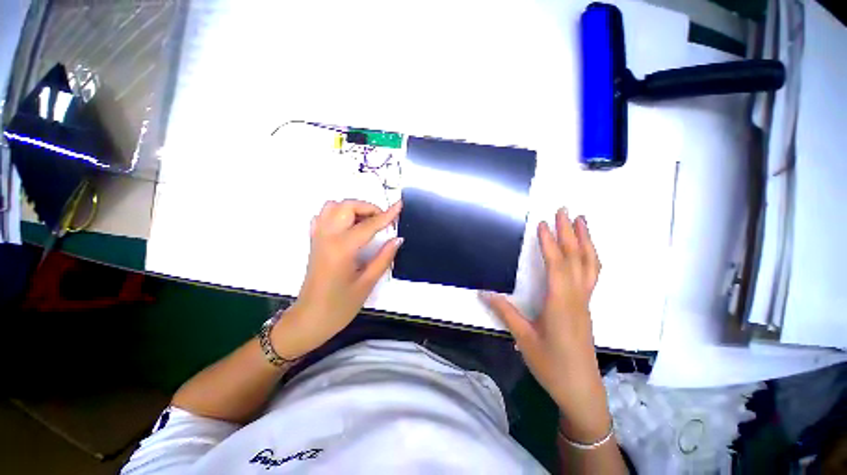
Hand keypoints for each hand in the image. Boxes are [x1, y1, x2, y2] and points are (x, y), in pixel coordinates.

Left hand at [272, 199, 402, 358]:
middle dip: (368, 208)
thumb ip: (384, 258)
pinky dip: (338, 214)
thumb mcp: (367, 283)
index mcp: (342, 249)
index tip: (400, 205)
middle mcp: (327, 237)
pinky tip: (349, 227)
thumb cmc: (339, 306)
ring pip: (332, 207)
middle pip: (346, 206)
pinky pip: (323, 216)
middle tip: (382, 221)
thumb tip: (397, 239)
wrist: (309, 319)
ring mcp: (318, 237)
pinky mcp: (314, 242)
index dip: (387, 215)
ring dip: (352, 209)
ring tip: (366, 223)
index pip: (369, 225)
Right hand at [483, 207, 610, 440]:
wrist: (581, 390)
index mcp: (561, 303)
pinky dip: (589, 257)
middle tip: (565, 210)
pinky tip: (585, 251)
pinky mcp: (586, 307)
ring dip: (585, 241)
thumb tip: (484, 292)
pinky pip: (591, 274)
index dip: (549, 242)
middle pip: (577, 259)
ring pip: (590, 265)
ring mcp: (585, 302)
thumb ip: (505, 312)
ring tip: (582, 221)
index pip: (557, 265)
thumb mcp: (524, 339)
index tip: (542, 223)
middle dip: (571, 232)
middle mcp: (577, 298)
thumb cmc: (552, 365)